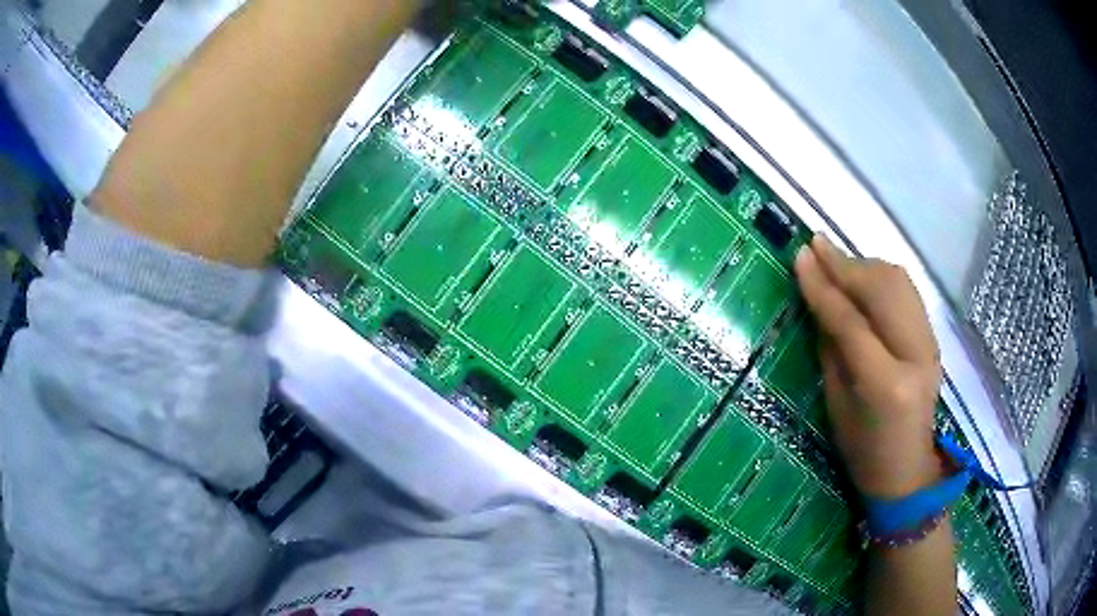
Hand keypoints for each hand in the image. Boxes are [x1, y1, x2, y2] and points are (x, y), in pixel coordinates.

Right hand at [794, 237, 943, 498]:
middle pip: (881, 290)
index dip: (822, 286)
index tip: (799, 255)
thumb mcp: (836, 405)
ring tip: (837, 261)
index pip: (851, 322)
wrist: (907, 470)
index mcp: (886, 384)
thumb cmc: (862, 451)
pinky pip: (908, 292)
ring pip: (899, 282)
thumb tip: (818, 300)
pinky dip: (883, 277)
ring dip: (865, 265)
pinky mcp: (933, 338)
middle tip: (815, 246)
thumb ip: (831, 348)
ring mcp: (930, 344)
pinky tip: (864, 279)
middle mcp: (915, 355)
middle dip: (845, 263)